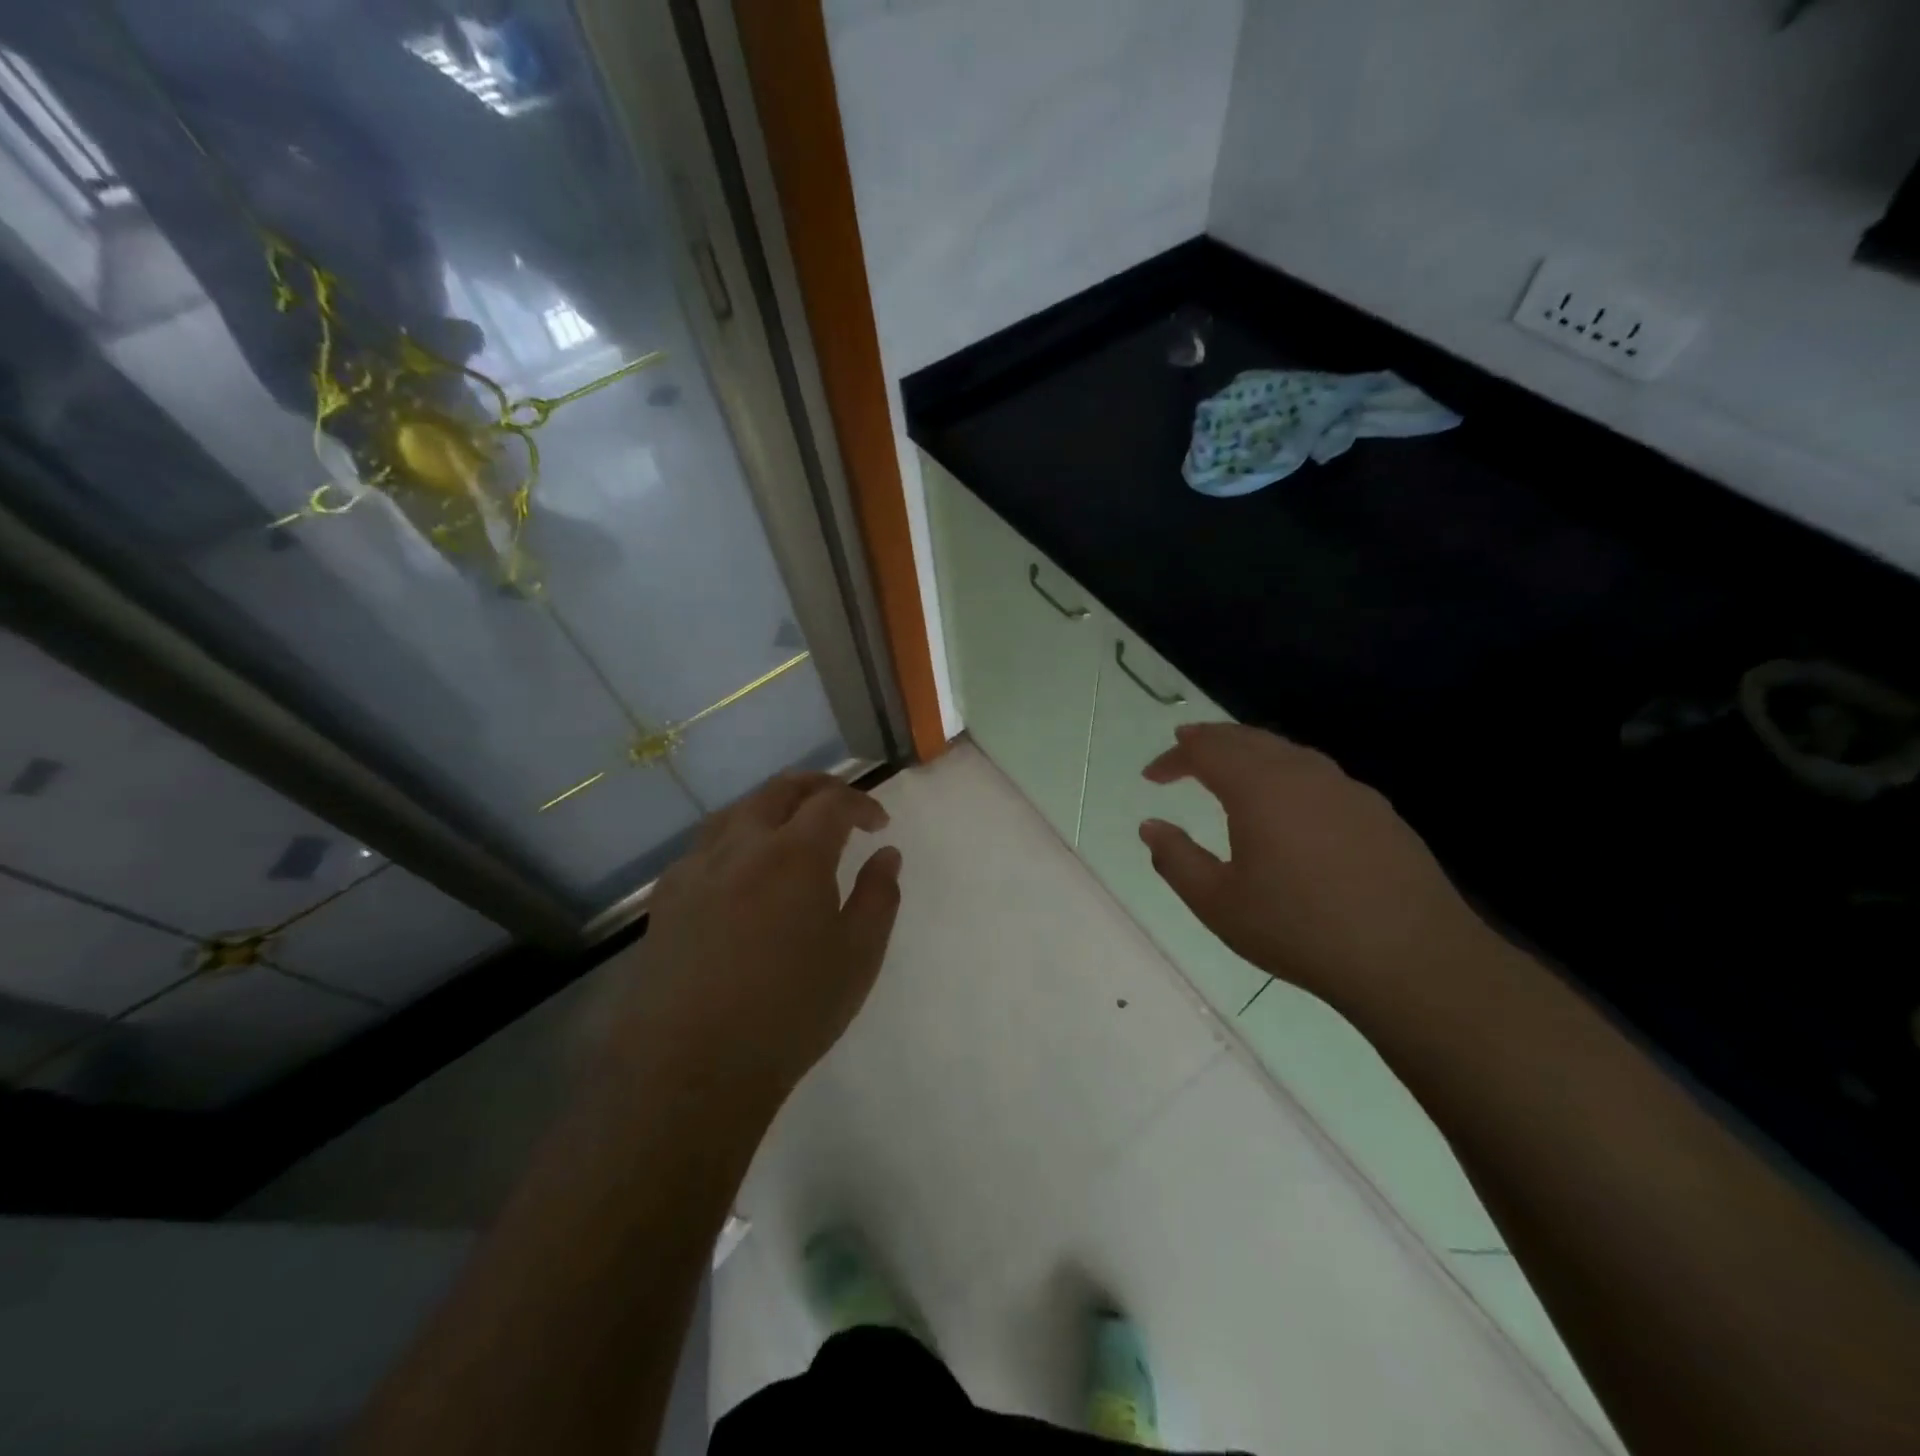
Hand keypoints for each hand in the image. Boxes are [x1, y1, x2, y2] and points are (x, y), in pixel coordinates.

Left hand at [607, 772, 902, 1108]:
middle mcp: (742, 845)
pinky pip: (705, 846)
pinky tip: (742, 871)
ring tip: (791, 828)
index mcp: (795, 855)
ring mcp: (697, 868)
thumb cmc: (790, 1012)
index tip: (878, 825)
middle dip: (817, 788)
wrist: (692, 1067)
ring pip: (737, 811)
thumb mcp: (858, 957)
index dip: (861, 804)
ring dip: (772, 806)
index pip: (832, 802)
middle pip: (780, 790)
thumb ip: (879, 896)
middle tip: (840, 807)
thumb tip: (886, 854)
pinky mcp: (666, 897)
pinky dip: (735, 838)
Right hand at [1139, 724, 1486, 1010]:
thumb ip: (1176, 859)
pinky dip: (1286, 773)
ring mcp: (1346, 789)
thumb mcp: (1218, 903)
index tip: (1151, 776)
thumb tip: (1150, 827)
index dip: (1173, 758)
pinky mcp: (1377, 811)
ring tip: (1230, 770)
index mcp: (1258, 788)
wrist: (1412, 958)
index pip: (1206, 750)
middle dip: (1210, 740)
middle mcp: (1302, 773)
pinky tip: (1288, 804)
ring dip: (1250, 753)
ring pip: (1287, 751)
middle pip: (1248, 738)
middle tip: (1185, 749)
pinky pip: (1318, 775)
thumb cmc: (1299, 929)